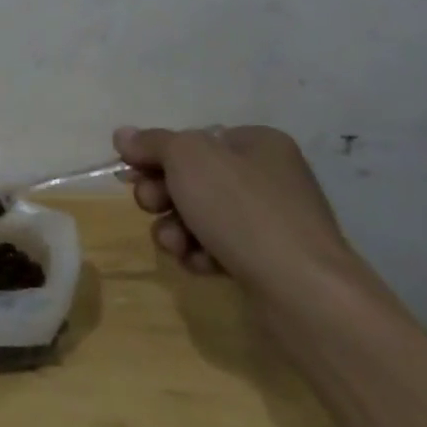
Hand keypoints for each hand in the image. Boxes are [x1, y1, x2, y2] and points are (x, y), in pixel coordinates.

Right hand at [113, 124, 356, 299]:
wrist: (303, 292)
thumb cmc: (242, 209)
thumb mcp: (188, 158)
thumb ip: (152, 142)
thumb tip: (124, 135)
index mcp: (256, 143)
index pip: (192, 139)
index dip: (156, 155)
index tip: (132, 172)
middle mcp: (267, 177)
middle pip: (191, 178)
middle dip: (162, 195)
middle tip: (153, 206)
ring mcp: (269, 221)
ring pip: (198, 216)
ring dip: (175, 228)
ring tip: (177, 245)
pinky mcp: (267, 261)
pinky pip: (217, 248)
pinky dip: (200, 254)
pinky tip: (200, 265)